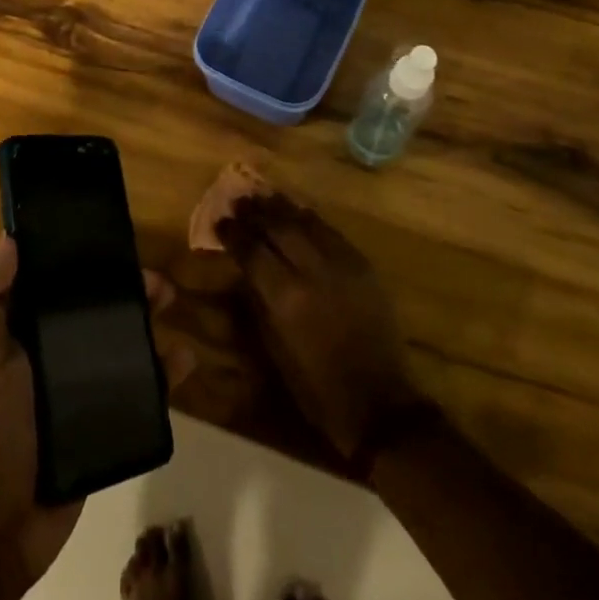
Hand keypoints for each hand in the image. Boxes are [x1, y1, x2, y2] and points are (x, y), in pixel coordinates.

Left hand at [0, 238, 191, 599]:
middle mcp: (52, 354)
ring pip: (121, 344)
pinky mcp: (104, 422)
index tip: (112, 240)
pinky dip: (163, 373)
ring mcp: (80, 389)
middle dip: (126, 290)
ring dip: (149, 323)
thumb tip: (8, 239)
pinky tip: (184, 360)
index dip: (80, 260)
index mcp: (21, 333)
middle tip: (157, 280)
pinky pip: (139, 390)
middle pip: (95, 310)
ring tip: (174, 307)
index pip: (54, 284)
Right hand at [217, 193, 423, 463]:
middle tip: (239, 202)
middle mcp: (313, 271)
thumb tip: (245, 270)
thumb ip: (258, 301)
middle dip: (256, 212)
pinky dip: (312, 220)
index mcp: (286, 297)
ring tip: (266, 197)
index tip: (221, 222)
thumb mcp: (274, 348)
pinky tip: (300, 213)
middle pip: (279, 227)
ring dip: (283, 208)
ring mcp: (342, 265)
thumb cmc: (316, 385)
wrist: (378, 402)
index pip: (253, 251)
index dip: (234, 234)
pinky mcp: (364, 266)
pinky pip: (332, 232)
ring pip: (307, 222)